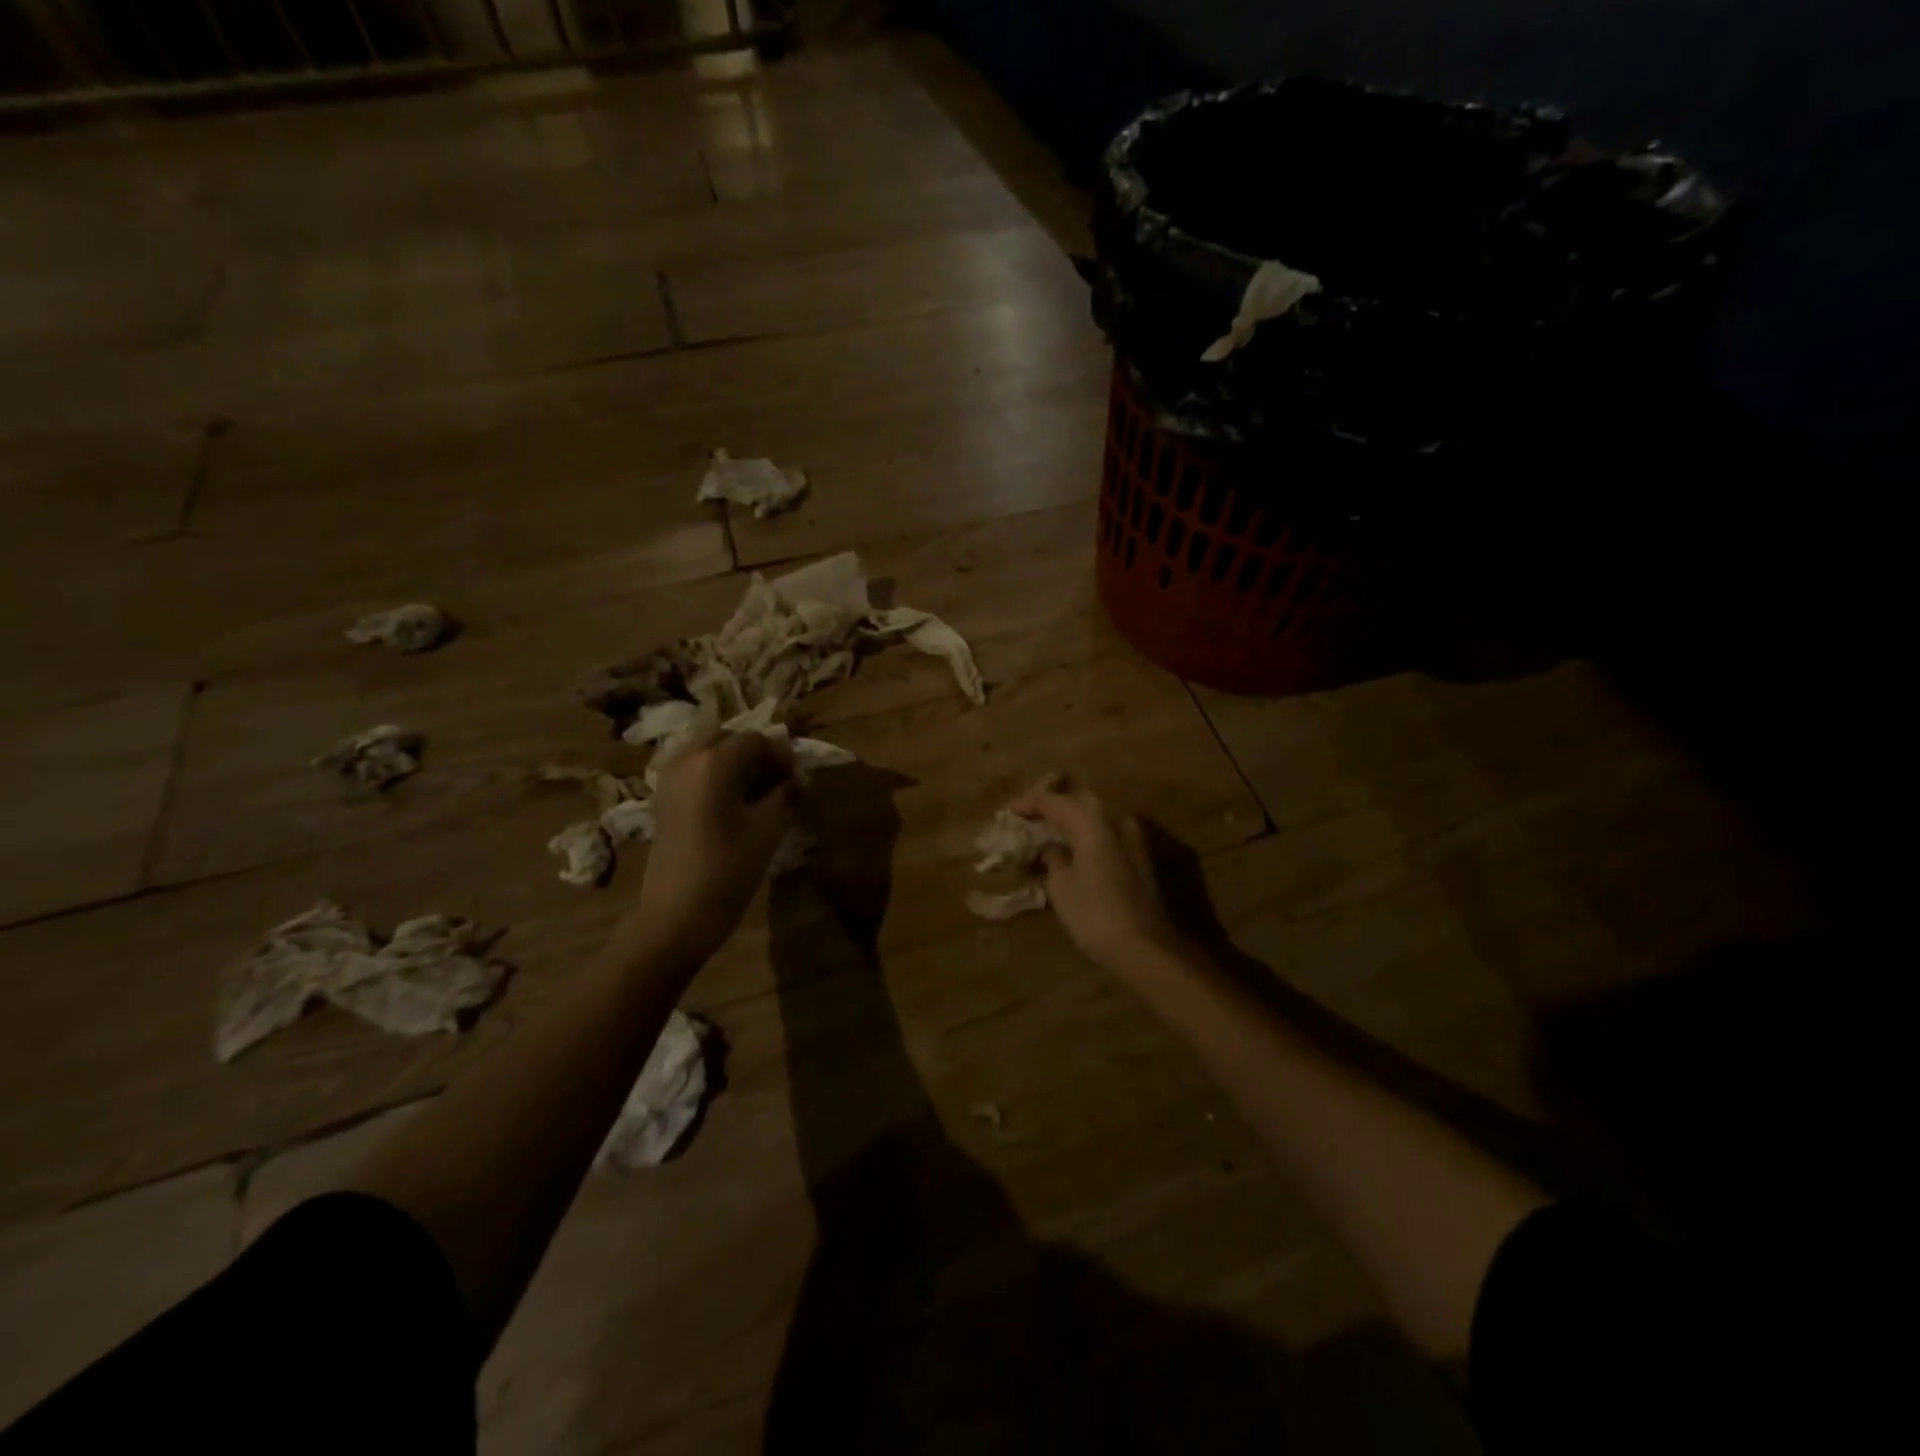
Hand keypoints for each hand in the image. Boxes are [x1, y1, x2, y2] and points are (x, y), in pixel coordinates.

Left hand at [634, 729, 794, 960]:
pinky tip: (728, 804)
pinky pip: (690, 769)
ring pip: (705, 751)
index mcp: (715, 762)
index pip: (755, 740)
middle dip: (753, 753)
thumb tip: (798, 780)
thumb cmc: (728, 870)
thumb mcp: (768, 830)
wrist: (676, 915)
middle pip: (726, 738)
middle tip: (775, 781)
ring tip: (753, 791)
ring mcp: (669, 779)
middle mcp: (687, 760)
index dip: (780, 756)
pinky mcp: (661, 800)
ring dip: (731, 761)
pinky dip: (712, 774)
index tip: (795, 781)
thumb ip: (786, 796)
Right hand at [1008, 781, 1189, 974]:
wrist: (1145, 947)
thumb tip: (1051, 848)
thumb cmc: (1094, 915)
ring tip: (1049, 832)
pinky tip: (1074, 849)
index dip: (1029, 803)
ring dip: (1073, 820)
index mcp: (1091, 822)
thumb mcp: (1061, 887)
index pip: (1054, 800)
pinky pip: (1107, 833)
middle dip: (1054, 805)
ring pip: (1096, 816)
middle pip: (1079, 800)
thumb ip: (1052, 858)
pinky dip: (1088, 835)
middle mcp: (1115, 820)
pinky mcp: (1141, 857)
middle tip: (1030, 816)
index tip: (1009, 811)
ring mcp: (1133, 837)